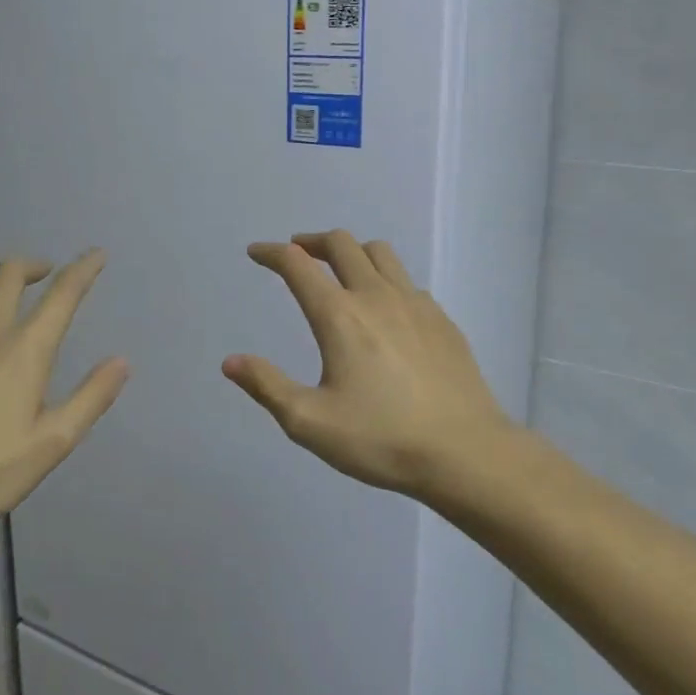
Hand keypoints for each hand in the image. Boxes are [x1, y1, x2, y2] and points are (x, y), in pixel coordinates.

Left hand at [0, 251, 128, 555]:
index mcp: (26, 348)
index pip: (63, 293)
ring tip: (2, 295)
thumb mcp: (52, 442)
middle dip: (33, 266)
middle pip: (11, 273)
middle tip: (45, 275)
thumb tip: (121, 361)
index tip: (96, 255)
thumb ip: (91, 398)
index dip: (84, 269)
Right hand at [222, 232, 515, 497]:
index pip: (298, 265)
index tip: (257, 252)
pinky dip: (384, 277)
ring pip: (379, 252)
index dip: (272, 253)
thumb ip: (267, 386)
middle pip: (341, 244)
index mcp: (339, 316)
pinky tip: (384, 306)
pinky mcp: (441, 318)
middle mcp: (376, 296)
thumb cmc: (381, 439)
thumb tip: (231, 362)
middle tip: (297, 254)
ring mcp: (414, 303)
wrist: (464, 452)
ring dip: (351, 251)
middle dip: (312, 242)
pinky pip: (406, 280)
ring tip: (340, 269)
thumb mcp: (310, 422)